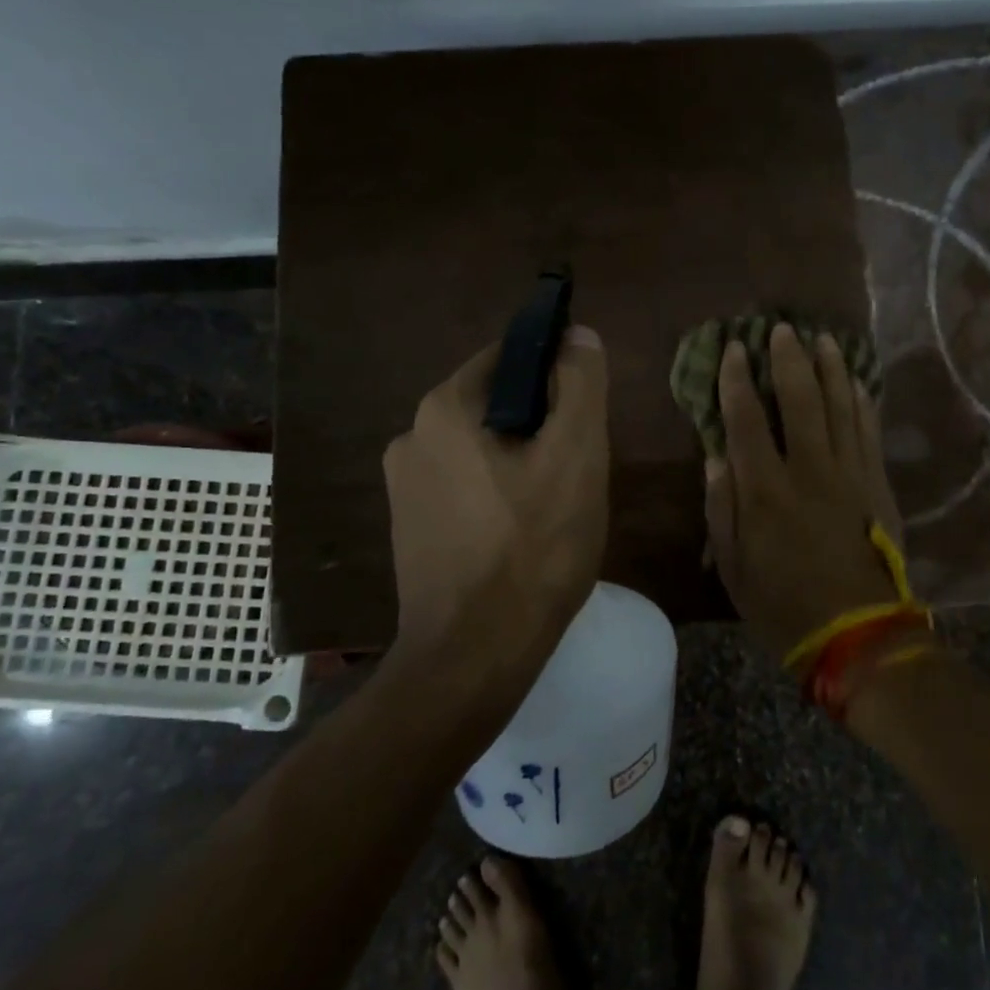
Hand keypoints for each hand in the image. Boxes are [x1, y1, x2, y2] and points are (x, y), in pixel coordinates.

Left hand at [382, 326, 608, 690]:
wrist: (474, 656)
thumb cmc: (533, 549)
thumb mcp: (576, 456)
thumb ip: (579, 385)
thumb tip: (577, 334)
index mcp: (444, 409)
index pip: (509, 357)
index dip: (555, 374)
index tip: (585, 414)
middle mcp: (411, 437)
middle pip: (495, 406)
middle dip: (541, 426)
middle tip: (578, 470)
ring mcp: (404, 487)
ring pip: (481, 450)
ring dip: (520, 463)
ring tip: (555, 509)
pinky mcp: (410, 528)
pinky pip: (464, 489)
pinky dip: (496, 496)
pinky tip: (521, 536)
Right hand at [704, 323, 905, 657]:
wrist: (859, 635)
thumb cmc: (784, 605)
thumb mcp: (733, 568)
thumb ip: (722, 509)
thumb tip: (716, 457)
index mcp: (765, 491)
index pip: (746, 419)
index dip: (737, 380)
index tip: (733, 349)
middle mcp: (808, 470)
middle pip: (800, 400)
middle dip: (788, 360)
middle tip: (782, 329)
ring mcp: (850, 474)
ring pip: (841, 407)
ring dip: (831, 369)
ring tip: (823, 340)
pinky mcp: (878, 485)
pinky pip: (869, 431)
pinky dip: (862, 402)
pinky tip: (856, 382)